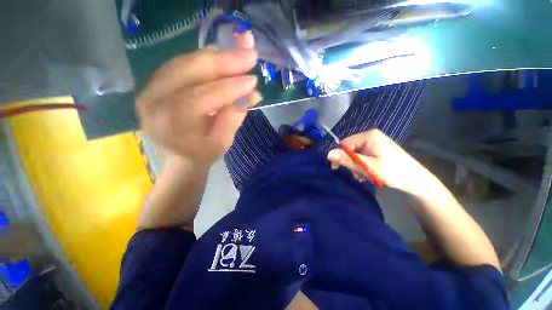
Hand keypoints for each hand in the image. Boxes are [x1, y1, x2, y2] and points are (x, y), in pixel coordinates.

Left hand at [136, 31, 260, 167]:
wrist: (176, 157)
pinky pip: (182, 62)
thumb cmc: (202, 154)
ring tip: (240, 53)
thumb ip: (234, 116)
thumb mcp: (222, 142)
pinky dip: (205, 59)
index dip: (232, 87)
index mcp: (172, 123)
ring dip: (217, 56)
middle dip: (226, 61)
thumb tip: (252, 94)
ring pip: (187, 61)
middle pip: (192, 71)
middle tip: (250, 55)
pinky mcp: (155, 81)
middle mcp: (154, 100)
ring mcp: (150, 87)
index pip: (205, 96)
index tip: (253, 80)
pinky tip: (223, 57)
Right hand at [327, 129, 430, 193]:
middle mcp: (371, 136)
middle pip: (351, 148)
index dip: (339, 156)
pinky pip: (364, 155)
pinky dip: (364, 164)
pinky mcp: (379, 148)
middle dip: (351, 162)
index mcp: (368, 136)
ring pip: (357, 153)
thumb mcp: (367, 167)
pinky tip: (370, 173)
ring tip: (365, 176)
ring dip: (357, 165)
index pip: (344, 143)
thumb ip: (347, 159)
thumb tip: (328, 153)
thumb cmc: (392, 172)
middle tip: (358, 174)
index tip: (336, 168)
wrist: (416, 180)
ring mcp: (376, 142)